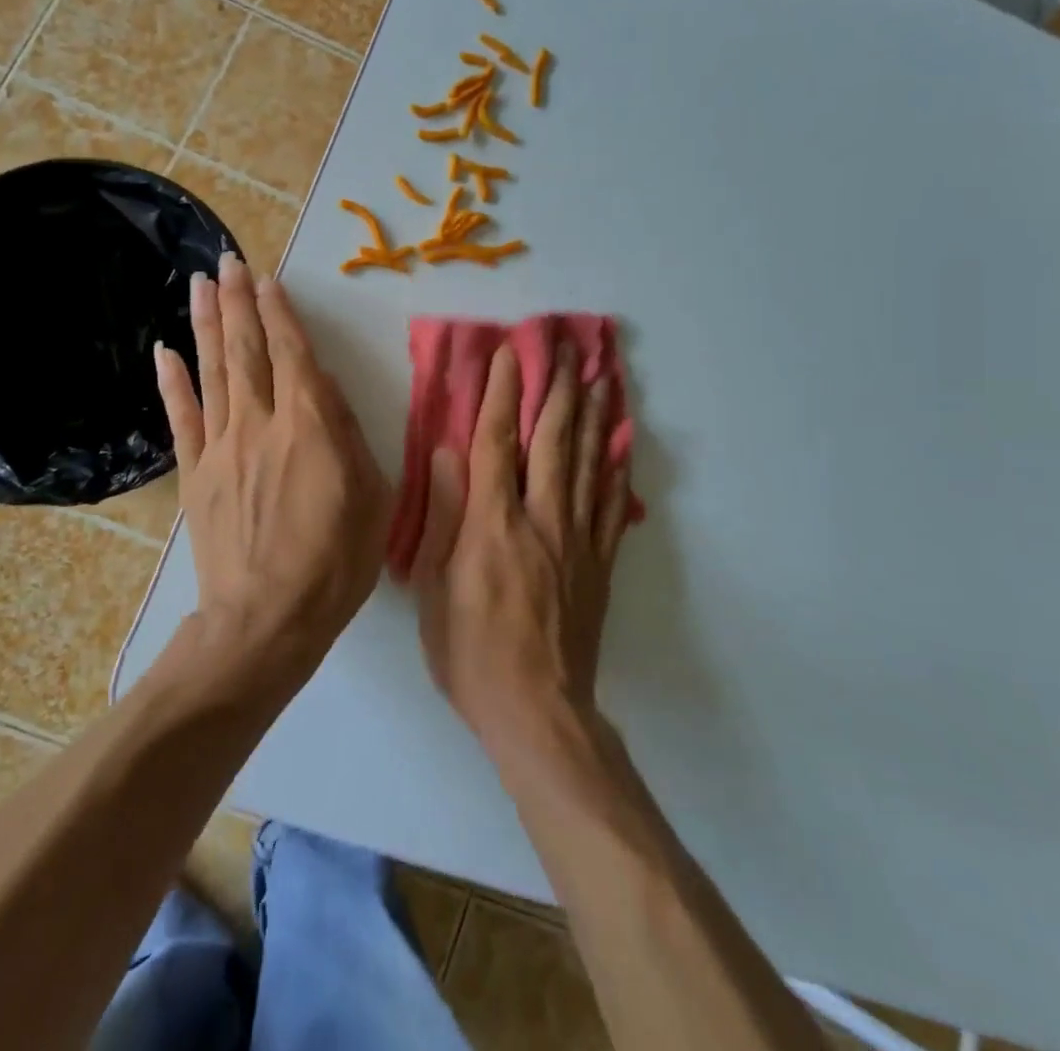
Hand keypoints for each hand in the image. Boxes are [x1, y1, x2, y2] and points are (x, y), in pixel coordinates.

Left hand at [155, 255, 390, 683]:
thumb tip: (328, 393)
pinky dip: (173, 382)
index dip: (280, 313)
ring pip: (213, 372)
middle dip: (239, 302)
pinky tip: (164, 350)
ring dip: (207, 324)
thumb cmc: (335, 562)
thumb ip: (349, 438)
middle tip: (227, 260)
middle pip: (246, 351)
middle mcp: (261, 424)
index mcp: (310, 427)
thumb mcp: (372, 498)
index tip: (268, 278)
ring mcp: (221, 447)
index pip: (292, 354)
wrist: (266, 620)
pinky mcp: (195, 475)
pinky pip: (182, 418)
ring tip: (200, 284)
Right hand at [408, 342, 634, 748]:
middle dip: (558, 389)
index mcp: (493, 523)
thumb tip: (446, 452)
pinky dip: (617, 468)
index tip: (509, 354)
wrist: (538, 711)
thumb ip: (446, 515)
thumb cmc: (471, 651)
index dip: (501, 393)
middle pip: (552, 441)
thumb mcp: (437, 587)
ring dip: (593, 415)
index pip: (495, 442)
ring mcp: (577, 539)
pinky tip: (623, 443)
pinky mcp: (599, 563)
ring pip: (588, 463)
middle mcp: (541, 518)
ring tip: (602, 377)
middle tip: (568, 348)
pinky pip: (612, 505)